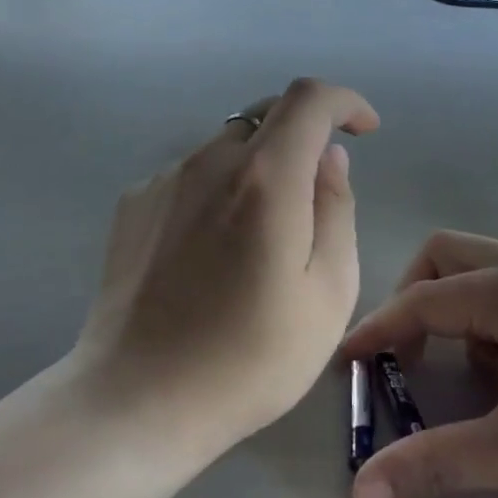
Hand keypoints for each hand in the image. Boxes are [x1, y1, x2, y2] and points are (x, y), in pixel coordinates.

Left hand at [74, 78, 380, 457]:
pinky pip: (190, 176)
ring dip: (258, 168)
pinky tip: (210, 253)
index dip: (345, 101)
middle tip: (315, 192)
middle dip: (303, 135)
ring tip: (258, 240)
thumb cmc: (249, 358)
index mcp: (265, 178)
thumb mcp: (327, 293)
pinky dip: (217, 190)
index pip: (309, 99)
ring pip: (227, 147)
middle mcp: (209, 161)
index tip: (364, 130)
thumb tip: (328, 157)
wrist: (137, 399)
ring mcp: (164, 180)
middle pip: (265, 115)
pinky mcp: (133, 204)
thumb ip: (335, 209)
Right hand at [338, 232, 497, 497]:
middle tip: (409, 355)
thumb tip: (359, 496)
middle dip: (416, 298)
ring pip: (489, 271)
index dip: (379, 331)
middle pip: (449, 256)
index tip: (348, 361)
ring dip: (462, 311)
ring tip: (477, 379)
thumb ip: (432, 465)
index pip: (424, 300)